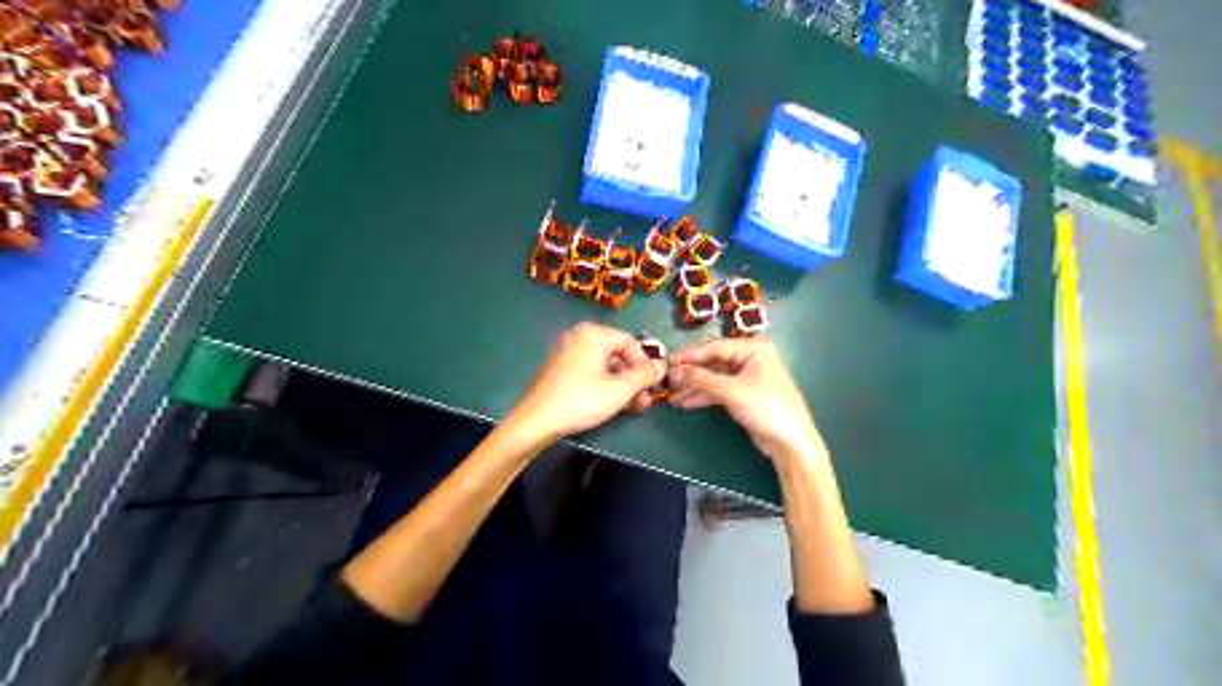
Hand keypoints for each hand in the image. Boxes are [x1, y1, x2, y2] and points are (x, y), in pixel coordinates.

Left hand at [510, 325, 665, 446]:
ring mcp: (569, 353)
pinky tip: (612, 405)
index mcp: (594, 334)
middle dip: (635, 379)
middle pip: (619, 354)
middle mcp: (580, 337)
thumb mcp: (619, 390)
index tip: (652, 387)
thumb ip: (645, 376)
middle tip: (644, 402)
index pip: (631, 342)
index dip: (646, 365)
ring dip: (623, 385)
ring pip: (606, 365)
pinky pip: (592, 371)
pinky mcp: (562, 369)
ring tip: (632, 408)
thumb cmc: (580, 401)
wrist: (537, 421)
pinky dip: (606, 385)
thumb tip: (664, 366)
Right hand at [666, 334, 830, 467]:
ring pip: (714, 377)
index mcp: (753, 348)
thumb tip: (674, 371)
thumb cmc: (766, 408)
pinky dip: (703, 396)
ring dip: (694, 386)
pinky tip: (685, 402)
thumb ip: (701, 379)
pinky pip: (719, 390)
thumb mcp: (732, 391)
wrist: (791, 443)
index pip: (714, 347)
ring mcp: (747, 377)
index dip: (689, 355)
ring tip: (671, 394)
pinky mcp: (744, 395)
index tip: (667, 361)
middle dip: (690, 373)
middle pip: (713, 362)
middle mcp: (750, 358)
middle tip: (666, 380)